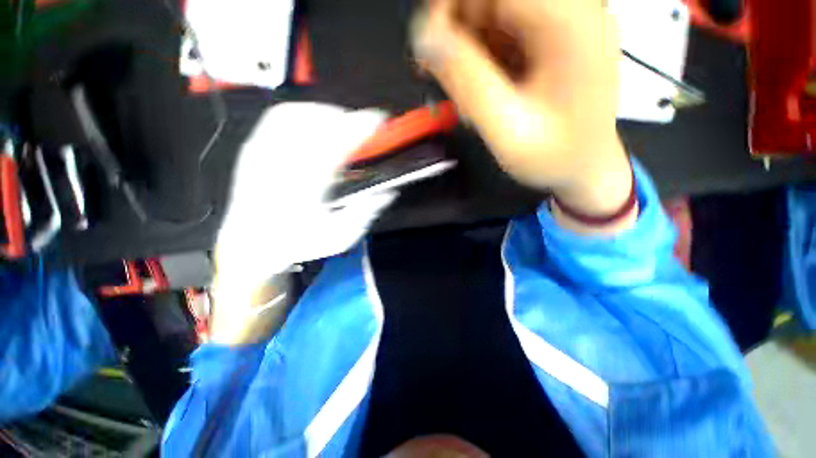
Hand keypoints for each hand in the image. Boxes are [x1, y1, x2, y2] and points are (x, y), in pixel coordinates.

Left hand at [211, 103, 396, 343]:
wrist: (251, 245)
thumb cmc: (298, 242)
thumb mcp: (339, 237)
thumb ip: (366, 212)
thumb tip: (389, 191)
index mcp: (307, 186)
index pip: (337, 144)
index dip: (361, 127)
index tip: (379, 120)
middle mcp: (283, 163)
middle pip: (317, 122)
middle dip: (347, 118)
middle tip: (364, 126)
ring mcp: (264, 152)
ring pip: (297, 114)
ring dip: (325, 113)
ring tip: (342, 123)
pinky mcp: (254, 148)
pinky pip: (278, 118)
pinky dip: (302, 113)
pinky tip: (314, 124)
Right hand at [412, 0, 635, 232]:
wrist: (584, 168)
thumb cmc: (553, 157)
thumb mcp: (507, 129)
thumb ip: (468, 83)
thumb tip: (427, 40)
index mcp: (570, 25)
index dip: (454, 6)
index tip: (432, 42)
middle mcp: (573, 11)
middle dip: (459, 28)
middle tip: (443, 73)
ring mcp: (564, 22)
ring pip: (495, 11)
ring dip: (469, 46)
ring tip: (467, 92)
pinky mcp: (553, 37)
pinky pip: (506, 29)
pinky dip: (484, 55)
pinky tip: (482, 88)